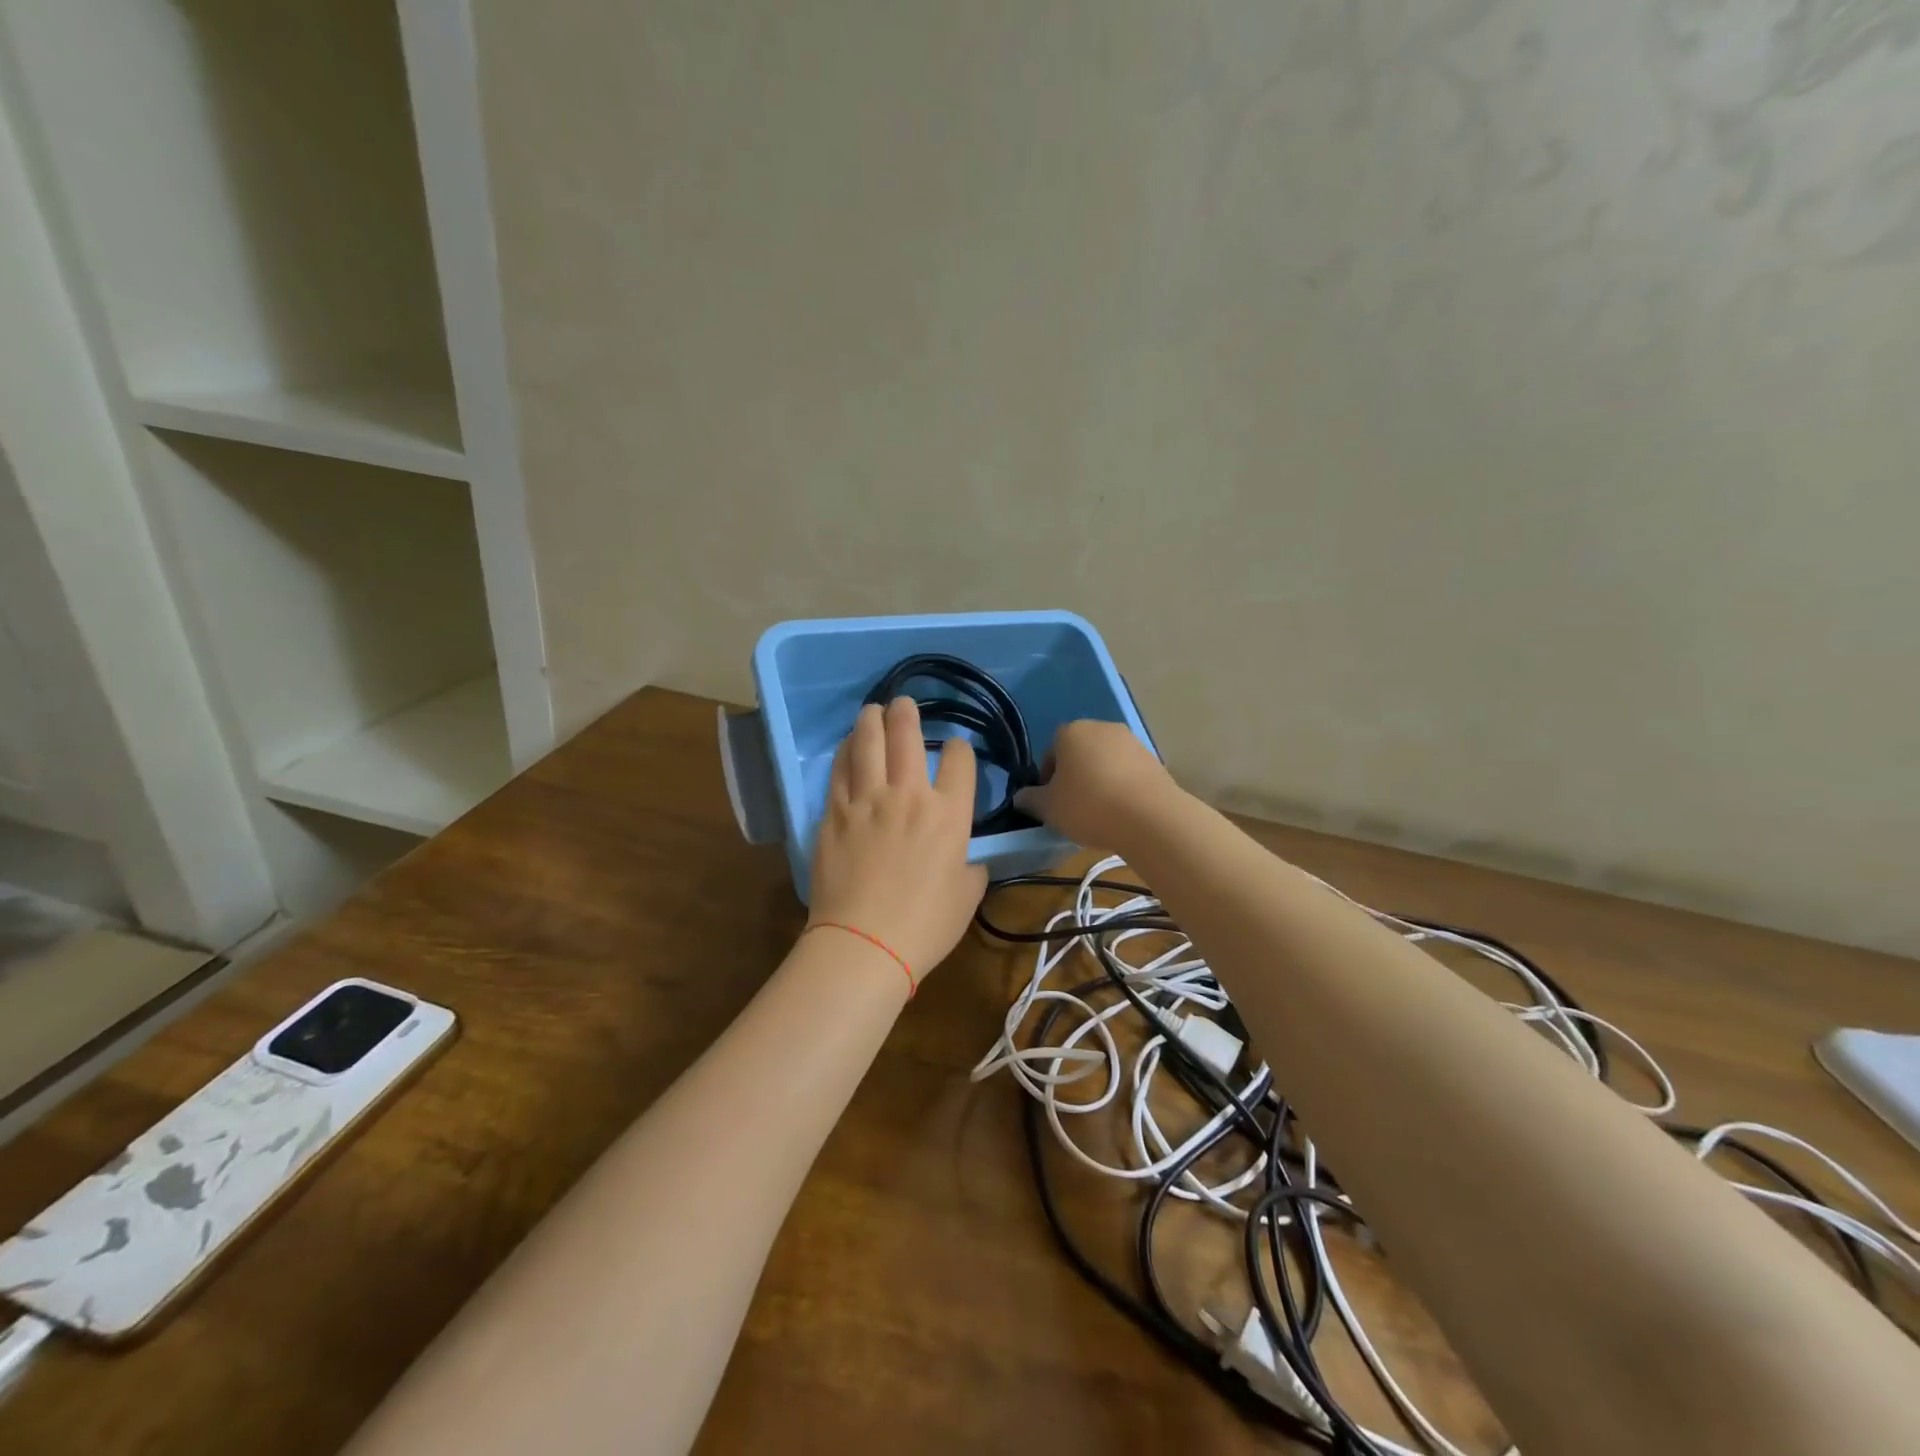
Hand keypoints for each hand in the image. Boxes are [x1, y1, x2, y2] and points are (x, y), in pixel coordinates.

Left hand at [807, 698, 987, 980]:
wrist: (864, 944)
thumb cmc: (925, 926)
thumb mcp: (968, 896)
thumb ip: (972, 866)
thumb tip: (966, 857)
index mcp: (949, 815)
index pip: (959, 761)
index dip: (959, 748)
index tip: (955, 750)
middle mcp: (908, 796)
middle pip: (907, 737)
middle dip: (908, 713)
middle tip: (904, 703)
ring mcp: (866, 801)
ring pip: (867, 744)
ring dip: (872, 720)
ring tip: (873, 710)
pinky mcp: (834, 814)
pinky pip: (839, 771)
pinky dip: (845, 751)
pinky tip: (848, 745)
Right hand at [1013, 719, 1180, 851]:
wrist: (1150, 817)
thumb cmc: (1088, 806)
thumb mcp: (1049, 808)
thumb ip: (1030, 799)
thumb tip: (1020, 797)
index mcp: (1071, 732)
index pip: (1051, 750)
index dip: (1048, 777)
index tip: (1052, 800)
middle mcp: (1102, 727)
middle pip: (1080, 752)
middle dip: (1075, 775)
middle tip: (1074, 806)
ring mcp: (1132, 741)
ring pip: (1106, 761)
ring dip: (1100, 779)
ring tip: (1100, 811)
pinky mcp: (1154, 759)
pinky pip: (1128, 771)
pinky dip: (1122, 786)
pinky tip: (1122, 811)